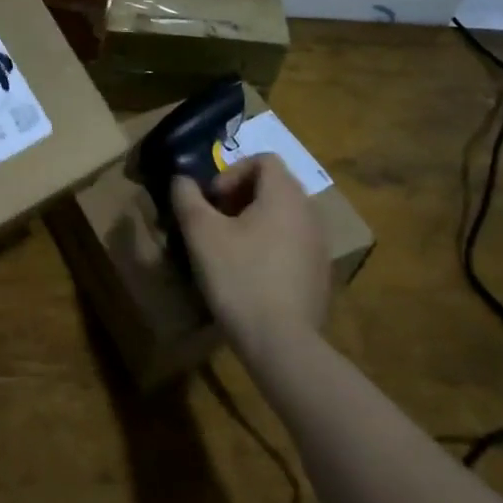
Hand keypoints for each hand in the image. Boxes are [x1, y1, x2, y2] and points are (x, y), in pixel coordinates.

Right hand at [171, 155, 330, 355]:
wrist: (282, 343)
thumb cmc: (239, 277)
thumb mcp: (201, 233)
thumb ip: (187, 197)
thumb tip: (181, 180)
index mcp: (285, 195)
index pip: (263, 159)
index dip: (232, 172)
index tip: (212, 201)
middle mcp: (310, 212)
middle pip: (274, 186)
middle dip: (240, 197)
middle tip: (215, 223)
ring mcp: (320, 245)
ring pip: (283, 217)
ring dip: (254, 222)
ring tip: (229, 250)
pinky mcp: (320, 274)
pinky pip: (292, 244)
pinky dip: (270, 247)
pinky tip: (250, 276)